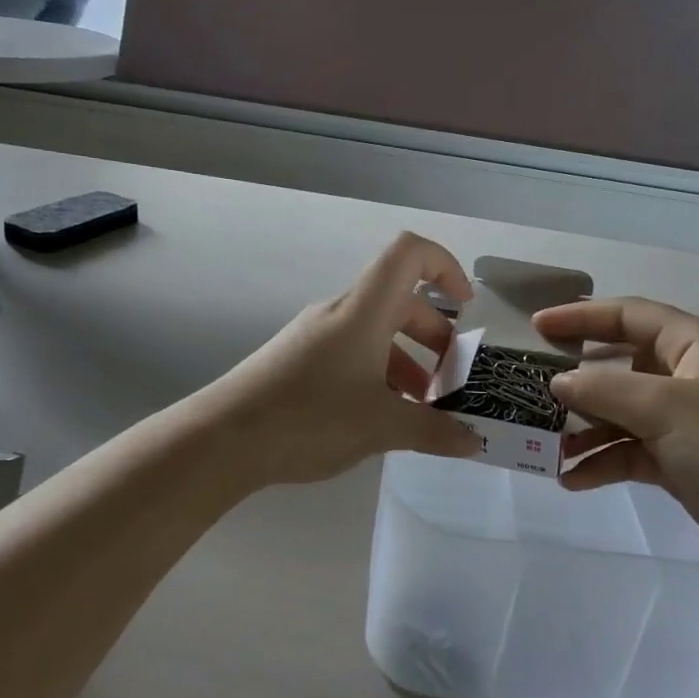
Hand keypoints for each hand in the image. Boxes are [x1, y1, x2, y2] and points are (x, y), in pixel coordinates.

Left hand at [204, 233, 482, 486]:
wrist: (223, 439)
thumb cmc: (310, 418)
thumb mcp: (382, 427)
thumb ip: (434, 432)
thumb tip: (475, 442)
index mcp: (364, 311)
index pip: (409, 254)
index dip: (445, 266)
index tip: (466, 306)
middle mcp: (340, 313)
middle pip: (399, 301)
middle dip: (433, 335)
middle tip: (450, 380)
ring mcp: (314, 336)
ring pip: (374, 332)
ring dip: (406, 361)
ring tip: (420, 408)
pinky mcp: (297, 360)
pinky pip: (351, 353)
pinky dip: (377, 374)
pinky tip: (379, 417)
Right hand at [536, 297, 698, 571]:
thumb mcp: (666, 409)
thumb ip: (604, 390)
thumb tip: (557, 382)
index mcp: (693, 345)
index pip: (629, 315)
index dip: (582, 317)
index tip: (536, 327)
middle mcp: (685, 375)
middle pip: (618, 364)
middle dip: (575, 378)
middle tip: (530, 386)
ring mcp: (681, 420)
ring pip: (618, 412)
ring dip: (582, 428)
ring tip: (544, 445)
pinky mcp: (678, 459)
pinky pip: (628, 450)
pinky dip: (601, 462)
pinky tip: (571, 479)